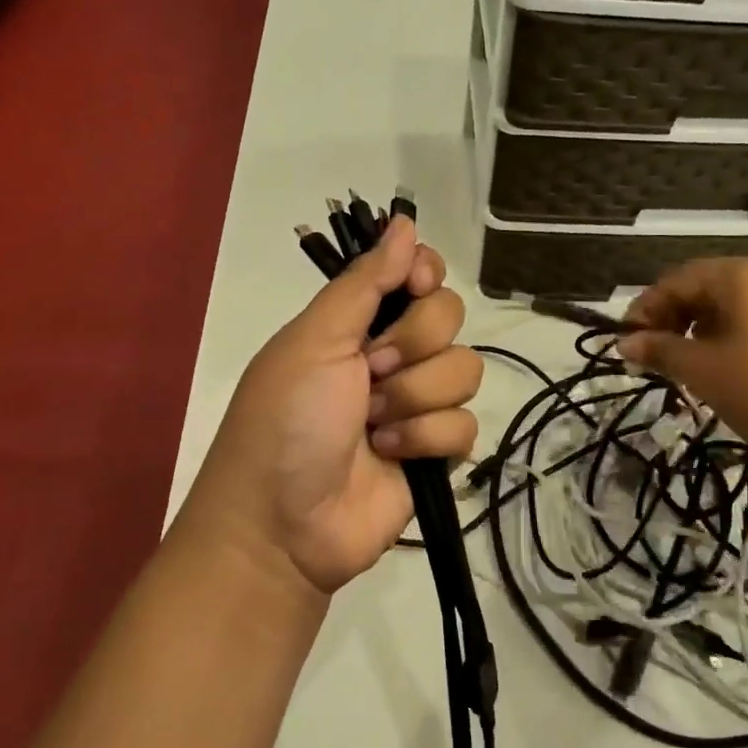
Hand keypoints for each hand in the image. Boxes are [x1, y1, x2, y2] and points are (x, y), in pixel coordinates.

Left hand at [196, 218, 481, 595]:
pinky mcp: (435, 451)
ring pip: (464, 371)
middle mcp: (392, 355)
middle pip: (450, 317)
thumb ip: (363, 282)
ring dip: (415, 399)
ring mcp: (416, 403)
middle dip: (412, 345)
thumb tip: (405, 220)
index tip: (417, 286)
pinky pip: (466, 425)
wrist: (282, 527)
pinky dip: (426, 440)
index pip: (418, 275)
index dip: (425, 275)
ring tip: (373, 427)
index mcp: (358, 322)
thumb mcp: (314, 341)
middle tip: (370, 373)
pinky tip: (391, 457)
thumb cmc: (285, 421)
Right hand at [618, 255, 747, 478]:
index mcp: (744, 273)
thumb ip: (661, 352)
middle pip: (710, 288)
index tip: (627, 344)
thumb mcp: (705, 373)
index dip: (645, 310)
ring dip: (707, 331)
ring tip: (695, 369)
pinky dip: (741, 338)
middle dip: (677, 321)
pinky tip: (740, 372)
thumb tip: (626, 344)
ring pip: (741, 306)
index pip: (678, 280)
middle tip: (658, 359)